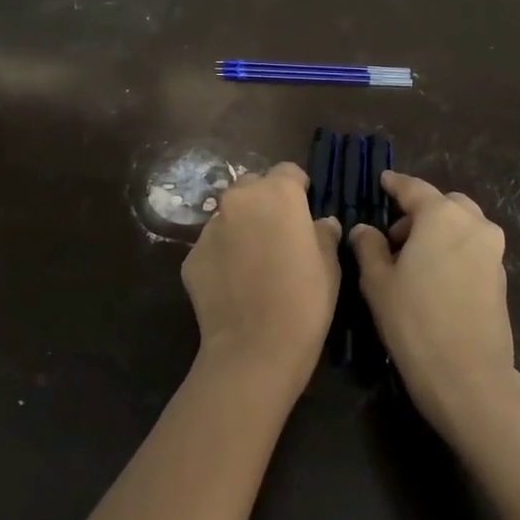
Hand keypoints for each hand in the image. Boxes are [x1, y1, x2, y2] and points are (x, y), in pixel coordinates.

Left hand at [182, 162, 342, 385]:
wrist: (254, 348)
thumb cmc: (304, 300)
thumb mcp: (329, 263)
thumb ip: (323, 232)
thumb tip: (320, 223)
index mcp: (276, 193)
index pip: (288, 172)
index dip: (299, 189)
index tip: (306, 212)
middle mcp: (238, 201)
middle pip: (252, 187)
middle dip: (265, 203)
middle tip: (279, 235)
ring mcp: (209, 228)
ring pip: (229, 216)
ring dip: (242, 228)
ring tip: (255, 262)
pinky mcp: (190, 256)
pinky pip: (212, 246)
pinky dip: (224, 255)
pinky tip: (235, 284)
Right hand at [350, 172, 519, 440]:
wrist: (468, 375)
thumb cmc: (414, 321)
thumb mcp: (377, 282)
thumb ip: (369, 247)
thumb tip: (365, 230)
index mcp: (442, 216)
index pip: (414, 188)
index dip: (395, 184)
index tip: (383, 181)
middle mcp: (473, 224)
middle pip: (444, 204)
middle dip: (420, 211)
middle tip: (393, 235)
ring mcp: (493, 251)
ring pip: (462, 225)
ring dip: (438, 231)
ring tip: (412, 259)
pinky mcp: (500, 277)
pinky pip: (472, 248)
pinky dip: (452, 250)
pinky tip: (433, 277)